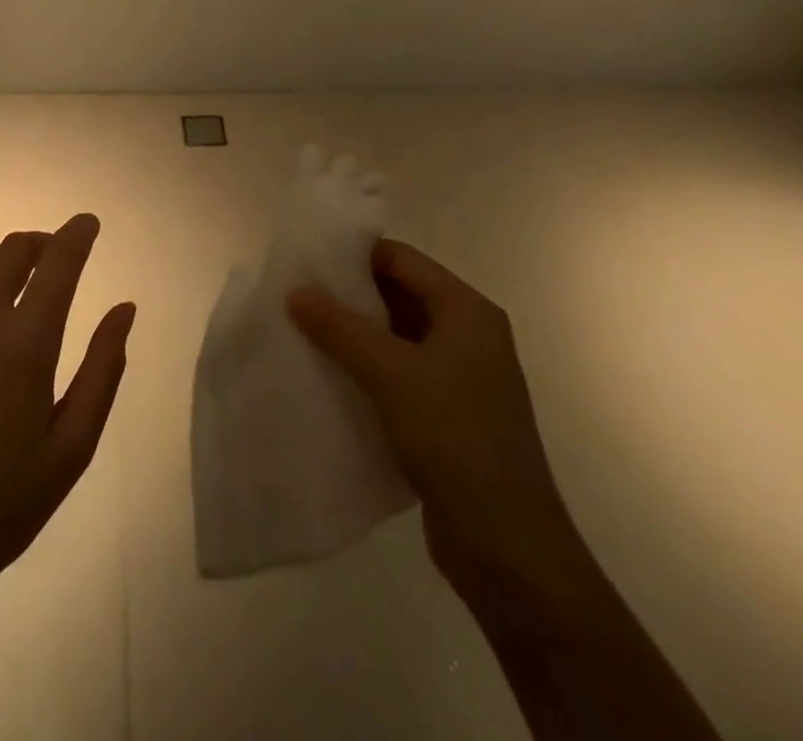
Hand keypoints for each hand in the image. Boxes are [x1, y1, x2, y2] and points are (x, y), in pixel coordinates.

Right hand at [287, 240, 575, 598]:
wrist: (507, 547)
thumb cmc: (454, 438)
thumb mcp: (391, 373)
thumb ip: (340, 327)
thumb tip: (296, 291)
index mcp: (467, 311)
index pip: (402, 260)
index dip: (355, 255)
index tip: (307, 261)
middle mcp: (469, 335)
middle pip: (400, 295)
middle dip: (350, 296)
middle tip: (297, 296)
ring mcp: (461, 377)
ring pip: (397, 336)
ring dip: (355, 334)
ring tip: (303, 332)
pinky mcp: (448, 414)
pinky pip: (400, 373)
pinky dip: (367, 369)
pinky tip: (330, 376)